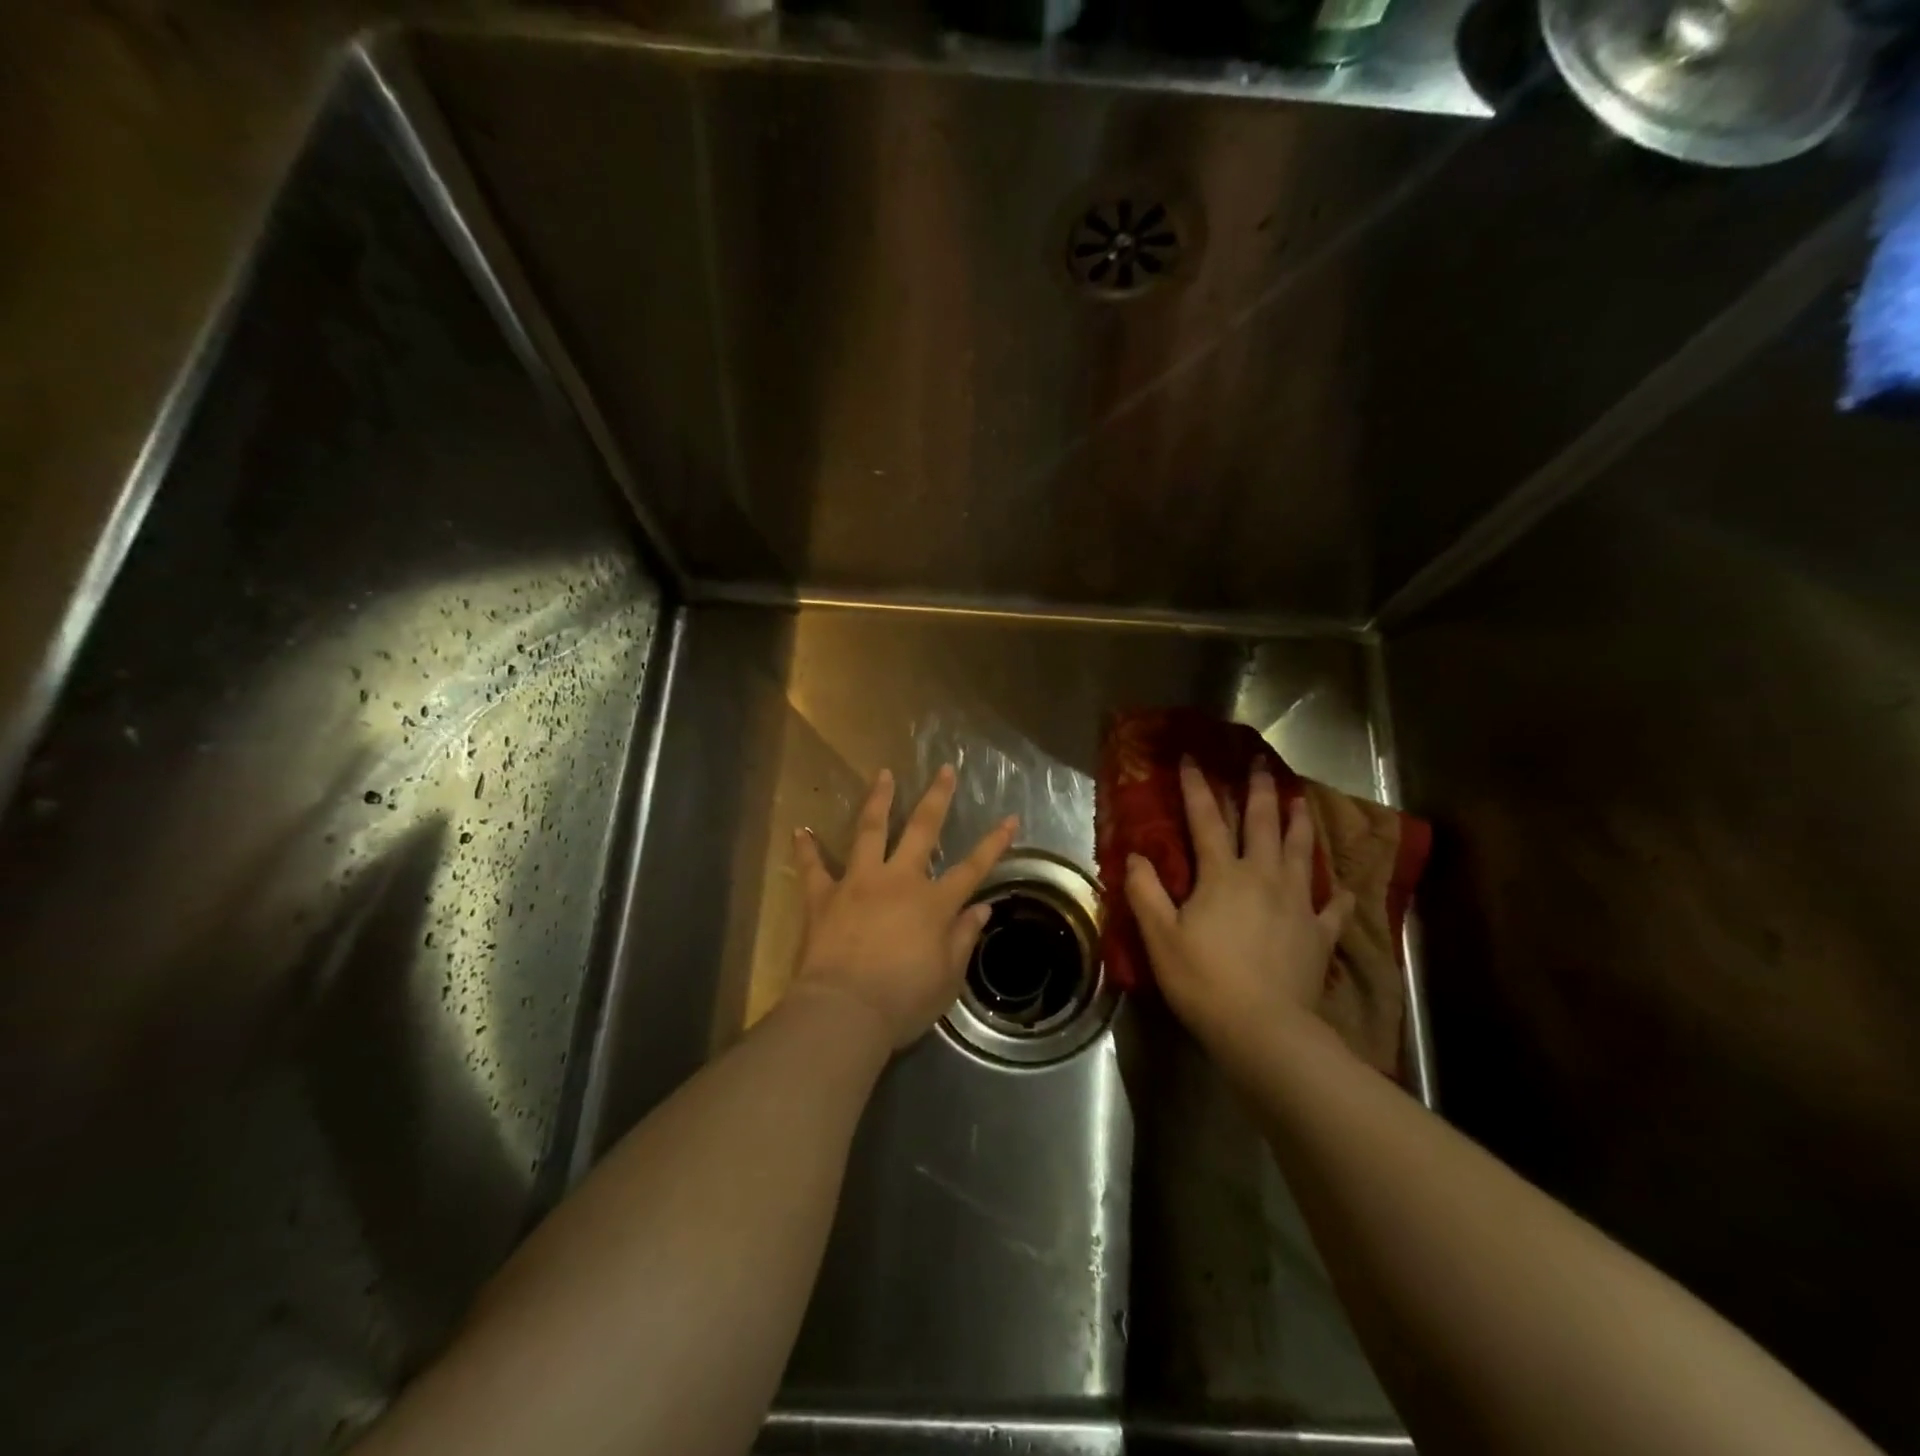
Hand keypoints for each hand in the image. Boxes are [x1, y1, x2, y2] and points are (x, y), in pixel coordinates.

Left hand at [792, 766, 1019, 1049]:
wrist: (844, 1010)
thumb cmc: (903, 1000)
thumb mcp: (947, 978)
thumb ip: (963, 938)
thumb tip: (982, 909)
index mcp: (933, 903)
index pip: (972, 868)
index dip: (994, 843)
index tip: (1010, 818)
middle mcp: (898, 881)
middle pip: (922, 830)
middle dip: (936, 798)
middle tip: (944, 770)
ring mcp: (858, 883)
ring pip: (870, 831)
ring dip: (878, 800)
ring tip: (883, 774)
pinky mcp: (823, 896)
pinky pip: (813, 867)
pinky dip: (807, 849)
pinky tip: (800, 830)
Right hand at [1125, 759, 1355, 1066]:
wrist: (1265, 1028)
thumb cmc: (1204, 980)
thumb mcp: (1160, 936)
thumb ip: (1146, 892)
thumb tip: (1137, 856)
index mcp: (1223, 875)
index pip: (1206, 820)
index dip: (1197, 788)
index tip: (1192, 759)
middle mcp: (1264, 877)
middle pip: (1263, 825)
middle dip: (1260, 792)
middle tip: (1261, 765)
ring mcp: (1297, 904)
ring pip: (1302, 853)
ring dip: (1300, 824)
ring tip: (1301, 801)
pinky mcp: (1319, 934)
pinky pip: (1333, 909)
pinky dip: (1339, 897)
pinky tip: (1345, 891)